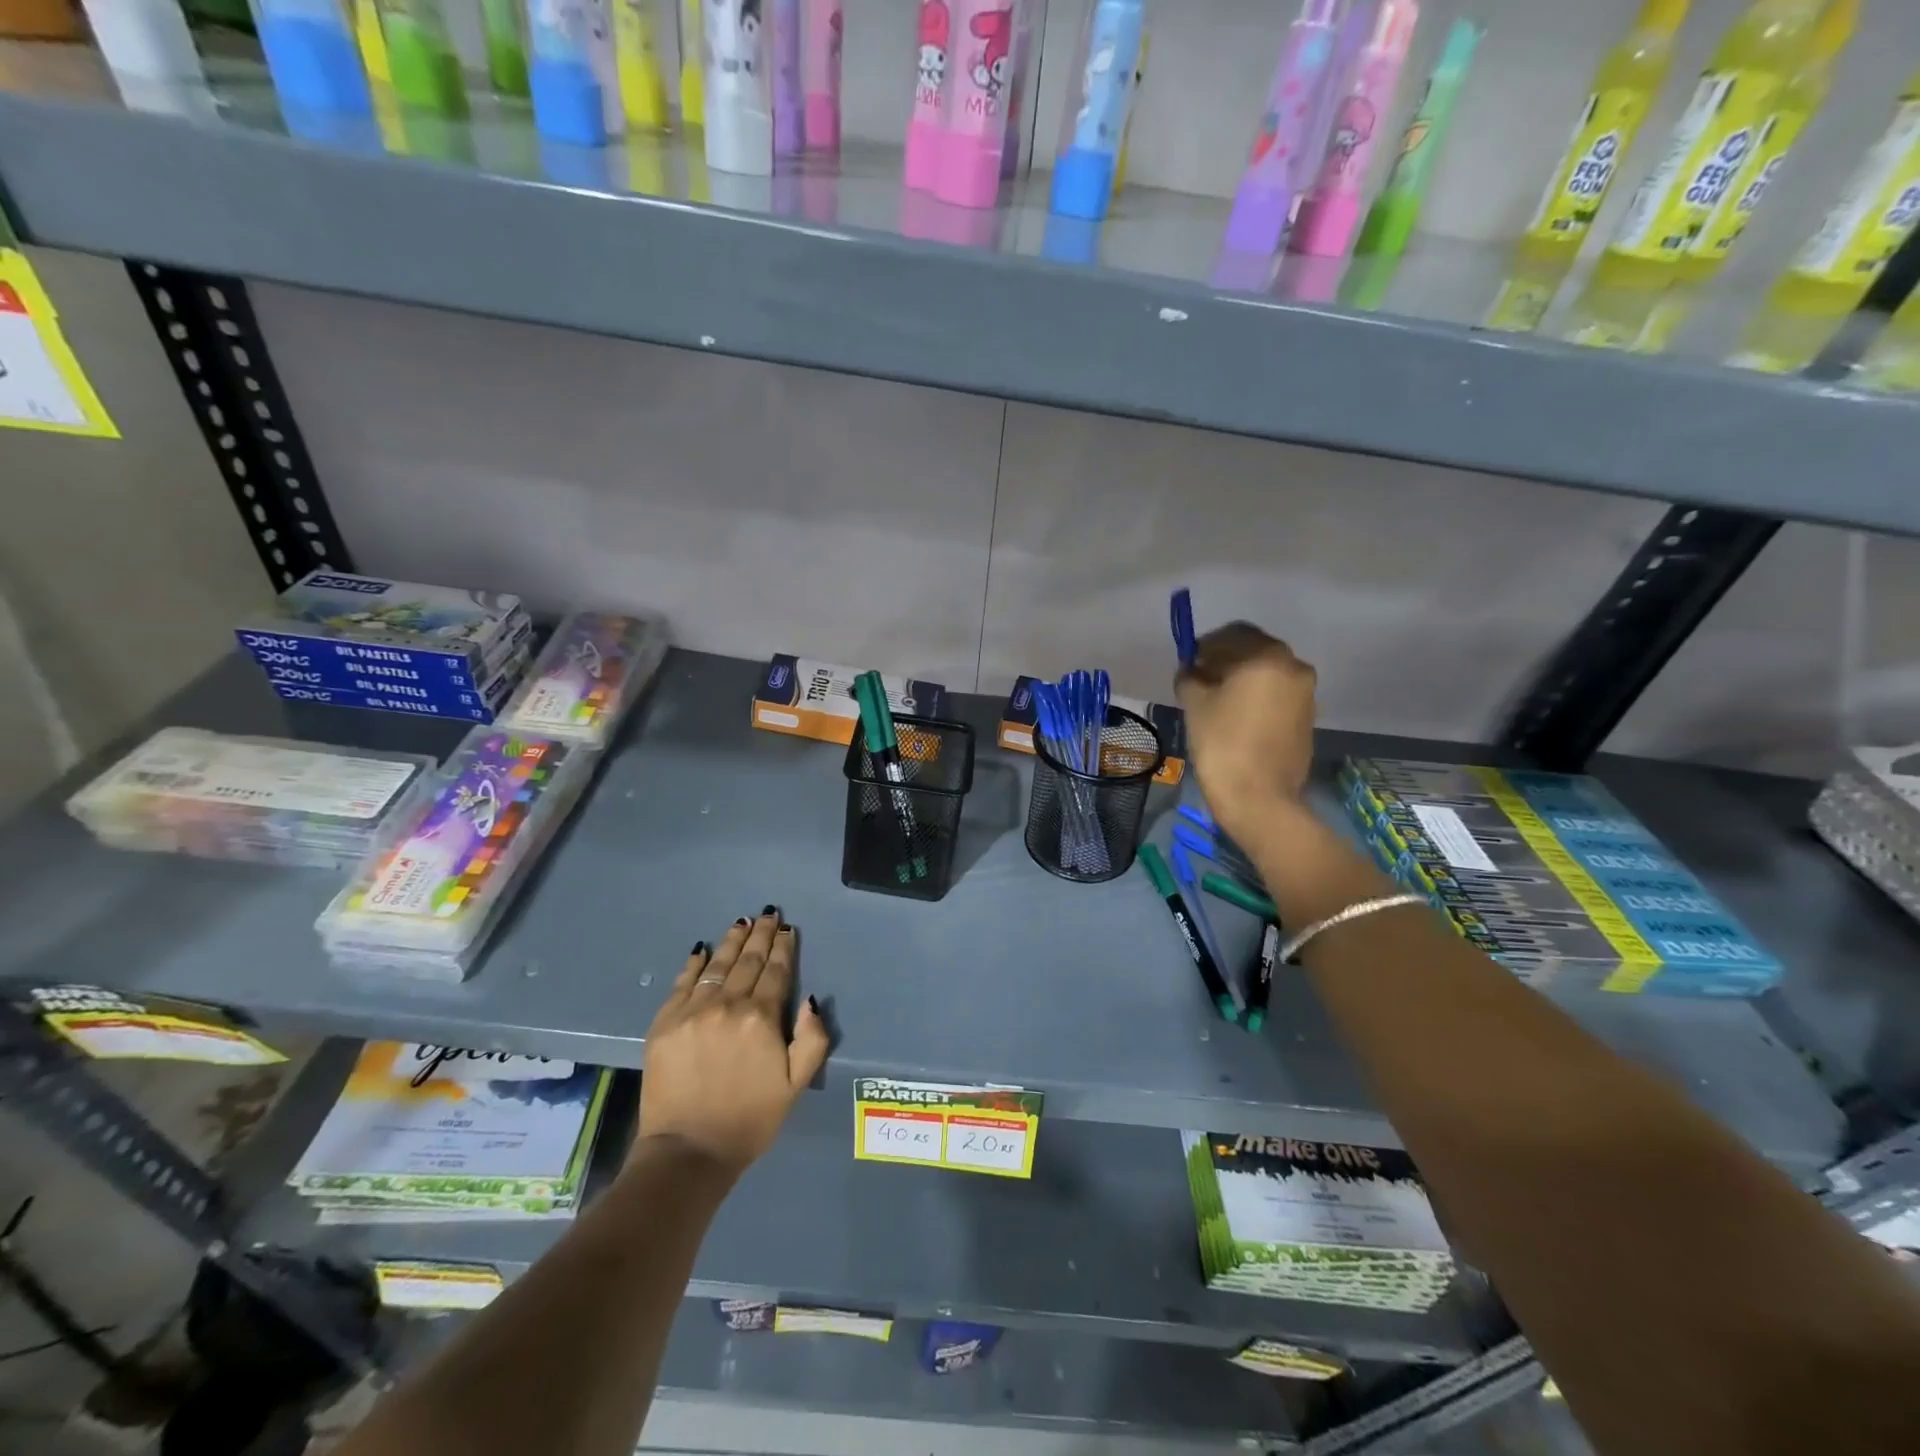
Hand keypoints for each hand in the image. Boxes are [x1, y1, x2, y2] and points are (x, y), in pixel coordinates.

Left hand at [636, 908, 830, 1178]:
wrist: (688, 1152)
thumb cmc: (750, 1120)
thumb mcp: (796, 1085)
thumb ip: (812, 1039)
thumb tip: (811, 1000)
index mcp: (762, 1018)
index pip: (777, 972)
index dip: (784, 948)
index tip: (788, 930)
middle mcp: (728, 1005)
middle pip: (748, 961)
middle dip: (761, 936)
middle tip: (769, 915)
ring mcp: (692, 1011)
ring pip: (717, 965)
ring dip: (733, 941)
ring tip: (742, 922)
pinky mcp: (664, 1023)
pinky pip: (683, 982)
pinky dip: (695, 963)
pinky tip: (703, 949)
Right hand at [1174, 622, 1317, 844]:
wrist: (1259, 797)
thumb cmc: (1222, 744)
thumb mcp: (1195, 704)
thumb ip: (1190, 677)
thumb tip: (1191, 670)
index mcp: (1267, 657)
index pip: (1233, 634)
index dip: (1206, 645)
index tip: (1188, 662)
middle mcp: (1294, 667)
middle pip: (1254, 651)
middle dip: (1226, 660)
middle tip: (1200, 680)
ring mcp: (1305, 694)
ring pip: (1267, 673)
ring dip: (1242, 679)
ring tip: (1217, 701)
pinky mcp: (1307, 718)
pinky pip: (1277, 695)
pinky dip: (1257, 697)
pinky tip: (1236, 717)